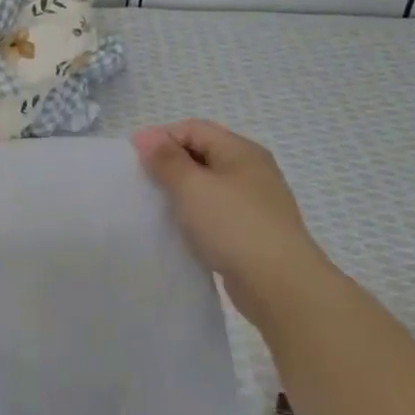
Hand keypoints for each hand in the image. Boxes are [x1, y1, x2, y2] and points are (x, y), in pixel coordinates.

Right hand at [133, 119, 336, 324]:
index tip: (133, 159)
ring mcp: (254, 201)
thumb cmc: (234, 226)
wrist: (281, 286)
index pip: (193, 128)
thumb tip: (145, 135)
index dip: (161, 137)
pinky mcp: (252, 229)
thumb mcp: (192, 187)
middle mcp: (251, 170)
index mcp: (241, 151)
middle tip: (142, 182)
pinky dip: (195, 213)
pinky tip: (181, 228)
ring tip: (157, 206)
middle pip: (202, 152)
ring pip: (208, 184)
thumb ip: (166, 159)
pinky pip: (216, 210)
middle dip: (169, 163)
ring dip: (181, 190)